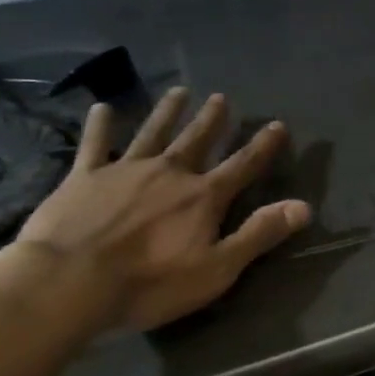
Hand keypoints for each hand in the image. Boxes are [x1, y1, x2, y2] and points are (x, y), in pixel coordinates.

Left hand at [11, 88, 309, 330]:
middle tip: (221, 97)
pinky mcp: (83, 178)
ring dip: (168, 112)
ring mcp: (124, 171)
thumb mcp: (218, 268)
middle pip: (196, 140)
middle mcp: (169, 173)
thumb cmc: (150, 283)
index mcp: (203, 197)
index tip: (277, 124)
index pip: (242, 165)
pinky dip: (99, 126)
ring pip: (152, 133)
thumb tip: (304, 206)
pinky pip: (94, 145)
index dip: (263, 146)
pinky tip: (101, 108)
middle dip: (212, 120)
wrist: (69, 282)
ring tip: (180, 92)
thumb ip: (260, 234)